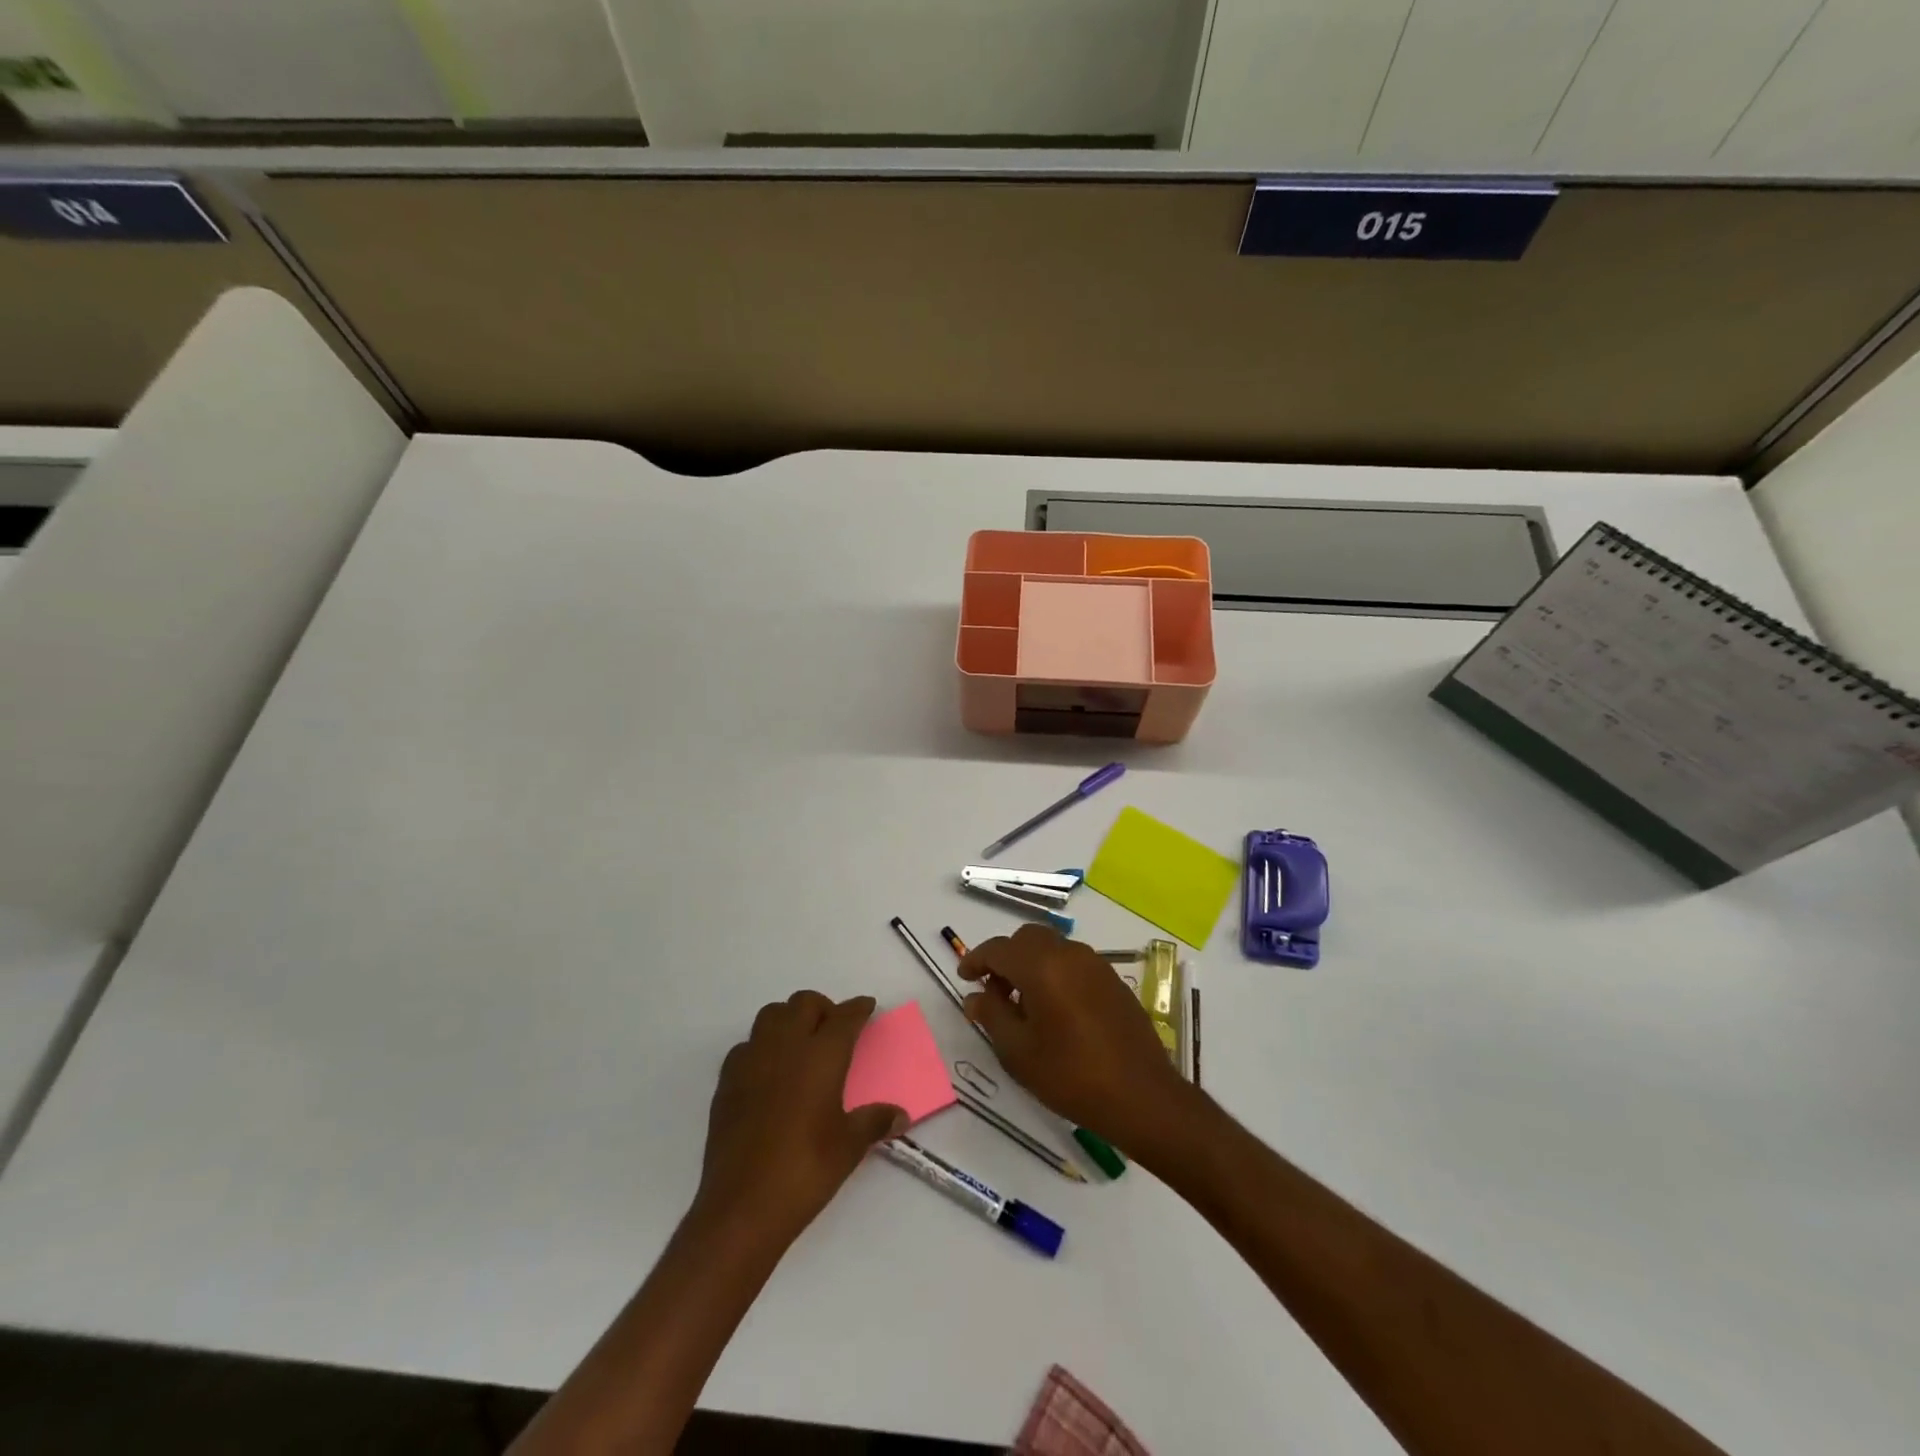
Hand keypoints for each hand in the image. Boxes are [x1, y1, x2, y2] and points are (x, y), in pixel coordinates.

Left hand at [693, 991, 905, 1248]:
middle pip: (804, 1004)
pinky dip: (762, 1045)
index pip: (844, 1017)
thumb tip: (900, 1116)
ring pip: (771, 1015)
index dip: (858, 1008)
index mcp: (821, 1055)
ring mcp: (752, 1060)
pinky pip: (747, 1045)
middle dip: (823, 1008)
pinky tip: (769, 1070)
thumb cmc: (805, 1169)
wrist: (743, 1205)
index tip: (867, 1006)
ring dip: (789, 1018)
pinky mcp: (727, 1080)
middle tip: (835, 1028)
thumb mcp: (849, 1146)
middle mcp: (786, 1046)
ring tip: (801, 1042)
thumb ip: (875, 1122)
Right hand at [957, 925, 1187, 1151]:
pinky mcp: (1113, 980)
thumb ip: (992, 1016)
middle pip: (1027, 939)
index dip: (976, 960)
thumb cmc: (1071, 1075)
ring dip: (1031, 964)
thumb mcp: (1019, 1052)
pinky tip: (1054, 1010)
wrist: (1142, 1096)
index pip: (998, 948)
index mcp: (1041, 966)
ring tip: (1023, 1004)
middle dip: (1005, 958)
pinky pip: (1074, 962)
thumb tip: (975, 997)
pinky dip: (1055, 972)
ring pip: (1052, 947)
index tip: (965, 978)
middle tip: (994, 991)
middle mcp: (1068, 953)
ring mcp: (1095, 964)